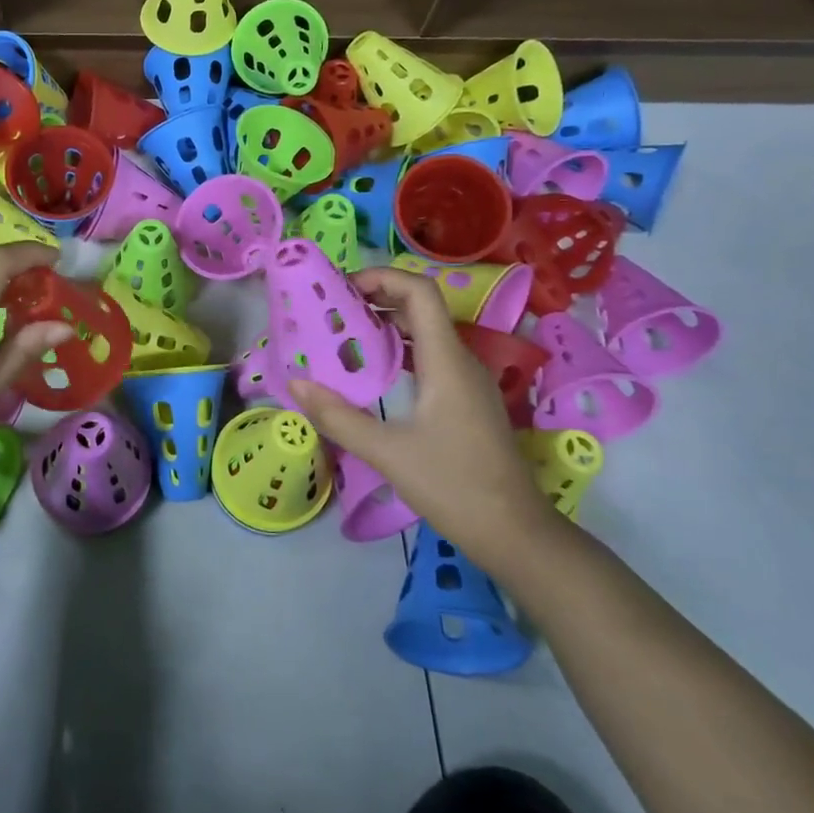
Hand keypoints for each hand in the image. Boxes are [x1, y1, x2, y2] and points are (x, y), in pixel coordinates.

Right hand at [288, 266, 557, 567]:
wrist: (516, 534)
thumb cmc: (455, 487)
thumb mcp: (387, 453)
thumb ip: (338, 417)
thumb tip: (297, 385)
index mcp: (446, 361)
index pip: (420, 292)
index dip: (382, 278)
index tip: (341, 289)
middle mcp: (461, 361)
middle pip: (420, 308)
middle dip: (375, 299)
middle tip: (331, 311)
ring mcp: (467, 382)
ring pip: (425, 334)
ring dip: (385, 326)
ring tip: (343, 337)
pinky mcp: (466, 401)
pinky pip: (430, 358)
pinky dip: (399, 352)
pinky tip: (372, 374)